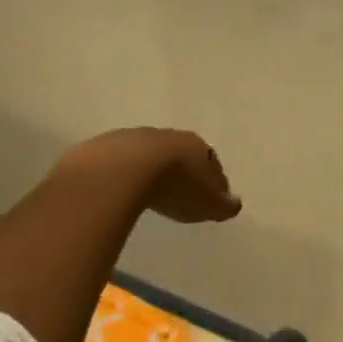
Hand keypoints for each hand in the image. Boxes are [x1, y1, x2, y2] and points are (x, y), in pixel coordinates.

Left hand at [64, 128, 241, 223]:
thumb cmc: (175, 186)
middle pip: (181, 154)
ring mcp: (136, 138)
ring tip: (152, 190)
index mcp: (198, 147)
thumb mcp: (208, 203)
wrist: (123, 170)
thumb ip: (224, 204)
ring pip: (151, 155)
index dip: (213, 180)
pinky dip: (128, 174)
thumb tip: (235, 204)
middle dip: (184, 170)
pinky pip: (124, 162)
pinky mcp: (107, 147)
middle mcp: (170, 137)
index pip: (211, 163)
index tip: (211, 195)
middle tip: (183, 191)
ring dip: (154, 170)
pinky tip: (124, 188)